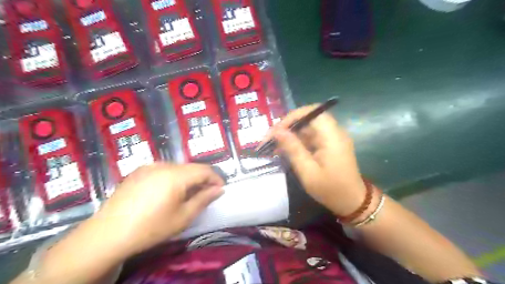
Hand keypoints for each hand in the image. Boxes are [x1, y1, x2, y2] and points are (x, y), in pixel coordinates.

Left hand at [91, 162, 224, 257]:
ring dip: (187, 178)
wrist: (108, 233)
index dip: (215, 178)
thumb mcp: (183, 217)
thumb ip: (203, 199)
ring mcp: (149, 166)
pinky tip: (167, 192)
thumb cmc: (151, 228)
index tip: (220, 189)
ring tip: (186, 194)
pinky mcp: (138, 171)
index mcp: (176, 175)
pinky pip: (163, 170)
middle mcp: (163, 165)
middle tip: (204, 194)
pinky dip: (172, 177)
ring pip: (177, 168)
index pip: (204, 170)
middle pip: (191, 167)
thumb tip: (219, 189)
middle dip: (202, 179)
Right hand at [264, 105, 366, 214]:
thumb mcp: (308, 171)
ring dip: (290, 134)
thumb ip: (293, 149)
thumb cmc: (331, 189)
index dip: (292, 117)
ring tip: (274, 146)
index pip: (311, 113)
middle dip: (287, 126)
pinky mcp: (329, 144)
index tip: (276, 130)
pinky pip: (311, 137)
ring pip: (307, 128)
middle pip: (308, 119)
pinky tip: (285, 150)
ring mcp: (332, 138)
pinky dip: (297, 141)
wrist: (352, 202)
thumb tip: (277, 131)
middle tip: (270, 139)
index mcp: (332, 136)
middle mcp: (334, 132)